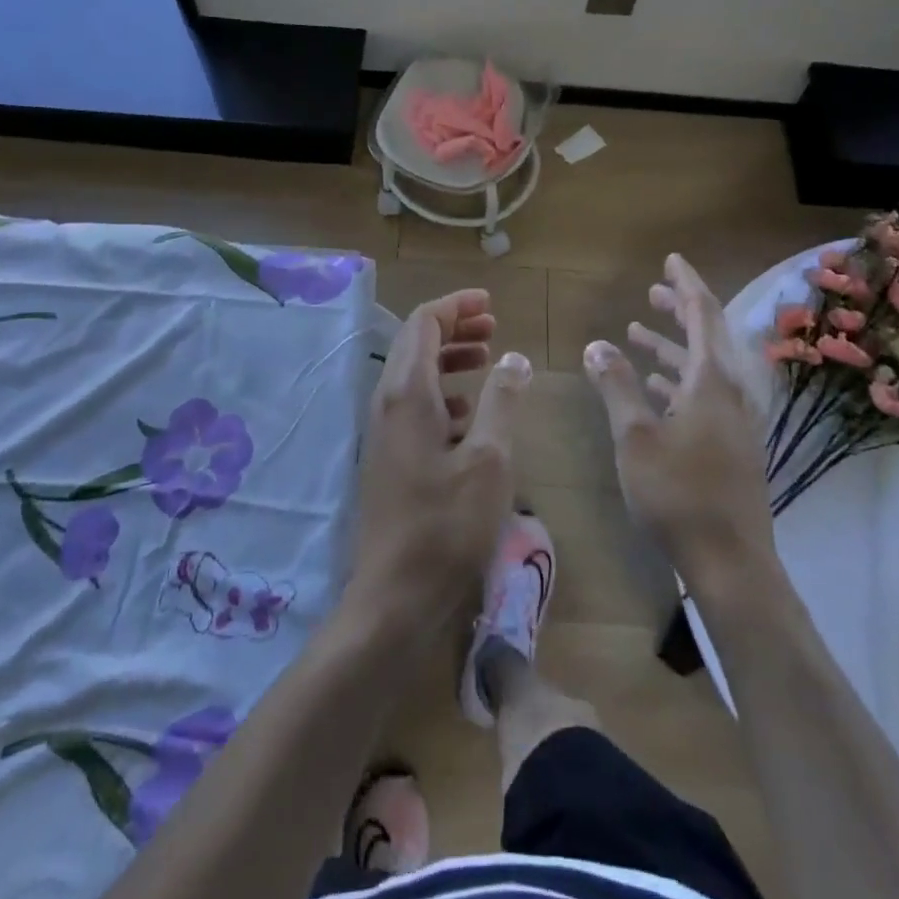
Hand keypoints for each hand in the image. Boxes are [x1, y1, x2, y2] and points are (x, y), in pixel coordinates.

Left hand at [349, 289, 530, 641]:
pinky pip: (416, 406)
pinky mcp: (391, 457)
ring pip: (417, 375)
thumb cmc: (448, 524)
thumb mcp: (490, 459)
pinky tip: (471, 413)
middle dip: (455, 328)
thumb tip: (513, 358)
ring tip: (488, 359)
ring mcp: (385, 432)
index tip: (490, 303)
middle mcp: (388, 403)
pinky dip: (444, 394)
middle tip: (494, 326)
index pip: (424, 323)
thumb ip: (502, 401)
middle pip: (417, 344)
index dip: (456, 306)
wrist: (396, 595)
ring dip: (450, 359)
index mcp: (408, 393)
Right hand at [584, 254, 774, 595]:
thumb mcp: (636, 436)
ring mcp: (734, 420)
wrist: (731, 563)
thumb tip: (597, 345)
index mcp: (713, 381)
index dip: (686, 284)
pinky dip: (677, 380)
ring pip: (703, 368)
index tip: (670, 260)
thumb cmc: (678, 493)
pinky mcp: (731, 445)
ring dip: (672, 347)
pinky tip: (652, 387)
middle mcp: (731, 393)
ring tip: (636, 333)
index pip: (703, 314)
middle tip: (651, 293)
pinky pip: (704, 395)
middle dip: (679, 311)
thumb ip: (616, 386)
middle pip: (708, 337)